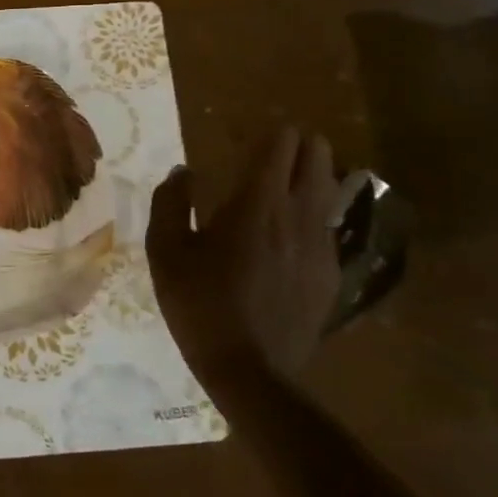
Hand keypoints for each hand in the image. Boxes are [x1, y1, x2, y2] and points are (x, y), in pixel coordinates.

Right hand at [146, 127, 341, 391]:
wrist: (250, 369)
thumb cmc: (199, 304)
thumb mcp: (165, 252)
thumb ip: (171, 203)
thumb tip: (183, 171)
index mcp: (255, 206)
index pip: (278, 151)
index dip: (276, 134)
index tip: (267, 127)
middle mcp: (296, 217)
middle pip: (315, 164)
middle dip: (305, 146)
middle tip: (291, 141)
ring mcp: (320, 247)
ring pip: (331, 194)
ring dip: (320, 173)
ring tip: (309, 166)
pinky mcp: (330, 275)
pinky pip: (331, 228)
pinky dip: (323, 212)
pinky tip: (310, 220)